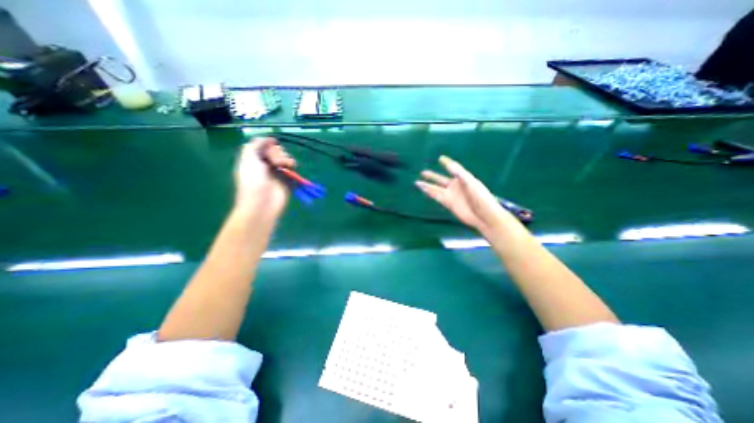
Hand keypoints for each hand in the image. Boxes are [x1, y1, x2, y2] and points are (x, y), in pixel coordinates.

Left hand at [234, 137, 295, 217]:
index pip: (263, 147)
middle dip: (277, 152)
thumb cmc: (252, 181)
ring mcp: (277, 173)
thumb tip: (268, 139)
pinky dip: (292, 165)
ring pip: (285, 158)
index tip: (271, 144)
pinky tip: (291, 167)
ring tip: (285, 164)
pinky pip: (292, 169)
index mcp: (254, 160)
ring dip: (286, 158)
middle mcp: (266, 165)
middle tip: (275, 161)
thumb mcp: (248, 159)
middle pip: (275, 151)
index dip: (268, 144)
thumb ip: (255, 145)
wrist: (262, 203)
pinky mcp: (288, 180)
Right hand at [415, 156, 509, 231]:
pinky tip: (424, 190)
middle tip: (422, 172)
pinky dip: (430, 193)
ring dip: (427, 185)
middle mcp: (455, 186)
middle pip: (441, 179)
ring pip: (436, 188)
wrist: (484, 215)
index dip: (447, 163)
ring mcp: (451, 195)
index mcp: (463, 178)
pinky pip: (437, 197)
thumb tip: (449, 165)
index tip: (440, 158)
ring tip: (417, 182)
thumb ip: (460, 173)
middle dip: (432, 176)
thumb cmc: (481, 197)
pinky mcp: (448, 203)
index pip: (453, 168)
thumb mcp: (472, 183)